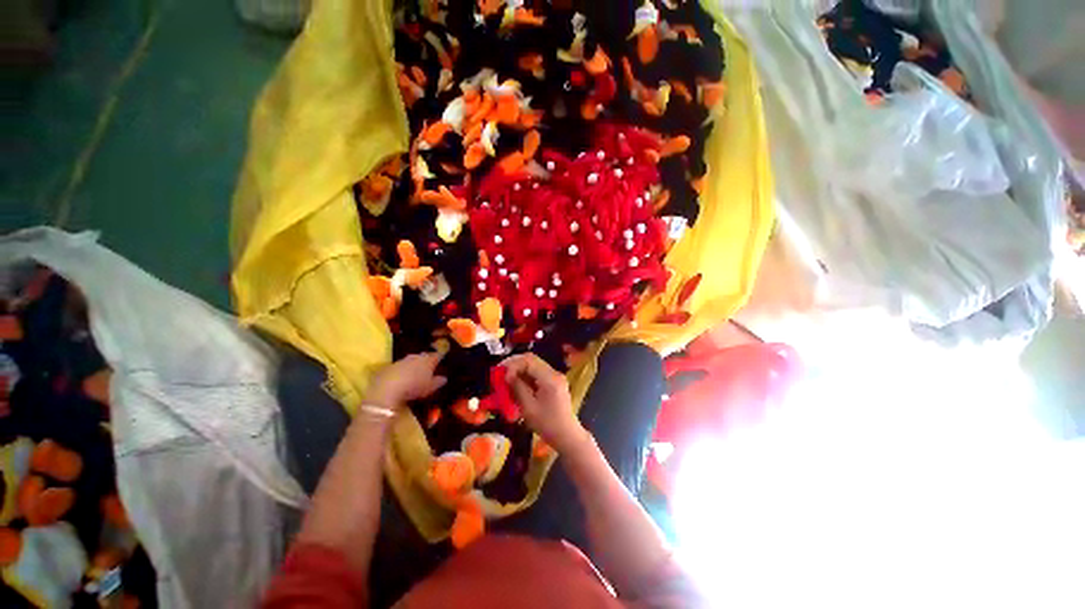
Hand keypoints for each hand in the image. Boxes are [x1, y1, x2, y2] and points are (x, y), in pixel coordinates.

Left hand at [366, 352, 446, 410]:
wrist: (387, 388)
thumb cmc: (414, 386)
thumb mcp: (431, 387)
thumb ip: (439, 381)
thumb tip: (444, 378)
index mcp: (429, 359)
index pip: (438, 355)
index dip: (441, 357)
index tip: (443, 360)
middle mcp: (416, 356)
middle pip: (424, 356)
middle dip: (427, 361)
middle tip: (429, 368)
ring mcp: (402, 360)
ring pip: (411, 360)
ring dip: (414, 365)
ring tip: (415, 373)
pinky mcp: (389, 366)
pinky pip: (399, 366)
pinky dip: (402, 370)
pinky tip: (401, 378)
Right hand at [503, 354, 587, 453]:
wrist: (567, 436)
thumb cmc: (547, 425)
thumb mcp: (529, 408)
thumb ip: (518, 388)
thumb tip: (507, 375)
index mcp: (550, 378)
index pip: (529, 360)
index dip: (513, 364)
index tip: (502, 375)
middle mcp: (554, 373)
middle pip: (532, 359)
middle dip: (514, 364)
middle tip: (500, 372)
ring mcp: (555, 377)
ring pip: (533, 365)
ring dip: (519, 369)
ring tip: (506, 378)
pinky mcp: (554, 382)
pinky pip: (537, 373)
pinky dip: (525, 376)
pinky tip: (516, 384)